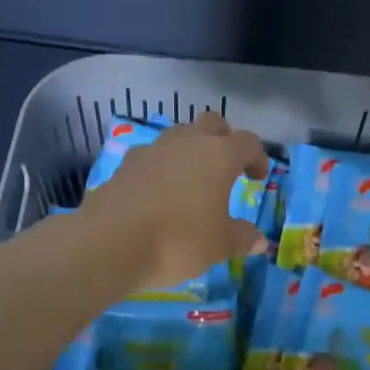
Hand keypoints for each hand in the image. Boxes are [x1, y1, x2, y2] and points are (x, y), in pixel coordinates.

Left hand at [80, 111, 270, 294]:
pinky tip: (159, 194)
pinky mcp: (126, 164)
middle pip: (212, 124)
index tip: (256, 178)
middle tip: (226, 168)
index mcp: (219, 155)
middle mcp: (187, 142)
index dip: (256, 157)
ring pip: (179, 136)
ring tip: (191, 181)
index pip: (248, 142)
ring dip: (190, 151)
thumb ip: (242, 238)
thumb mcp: (220, 245)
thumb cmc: (179, 241)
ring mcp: (153, 150)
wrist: (111, 244)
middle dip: (223, 140)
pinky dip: (162, 168)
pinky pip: (152, 157)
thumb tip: (259, 241)